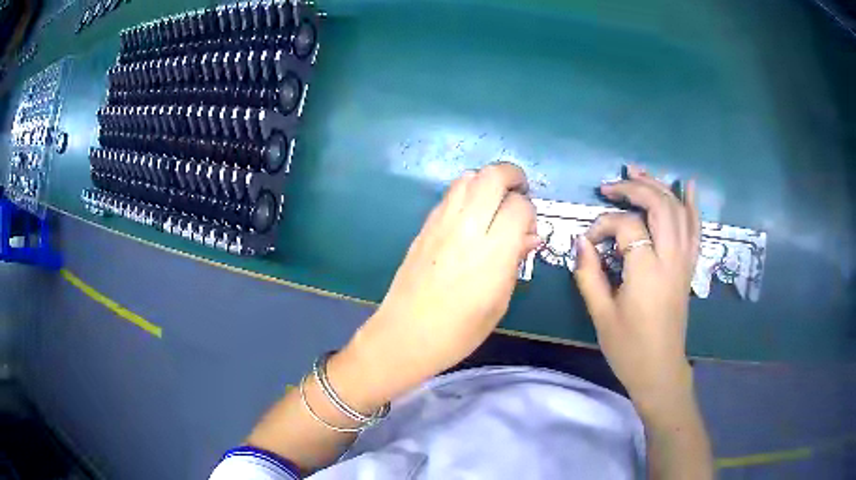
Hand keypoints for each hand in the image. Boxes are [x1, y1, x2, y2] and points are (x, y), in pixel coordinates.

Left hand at [340, 163, 538, 402]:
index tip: (529, 227)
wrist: (406, 335)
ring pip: (467, 177)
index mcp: (493, 252)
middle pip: (492, 176)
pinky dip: (466, 193)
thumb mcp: (499, 302)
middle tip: (520, 192)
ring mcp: (441, 223)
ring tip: (495, 202)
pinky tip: (471, 216)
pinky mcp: (424, 227)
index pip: (519, 206)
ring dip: (487, 181)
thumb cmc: (459, 331)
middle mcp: (467, 228)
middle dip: (512, 175)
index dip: (530, 211)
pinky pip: (449, 195)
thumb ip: (515, 261)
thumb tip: (529, 236)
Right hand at [573, 165, 699, 414]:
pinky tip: (689, 185)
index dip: (604, 225)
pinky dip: (693, 205)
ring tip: (637, 171)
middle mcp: (671, 258)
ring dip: (658, 186)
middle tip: (610, 186)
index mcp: (647, 271)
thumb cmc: (628, 348)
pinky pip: (696, 229)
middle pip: (659, 205)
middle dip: (633, 188)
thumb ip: (588, 274)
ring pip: (678, 210)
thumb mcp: (601, 314)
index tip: (589, 240)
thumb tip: (580, 242)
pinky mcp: (689, 267)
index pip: (627, 226)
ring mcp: (684, 261)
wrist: (660, 370)